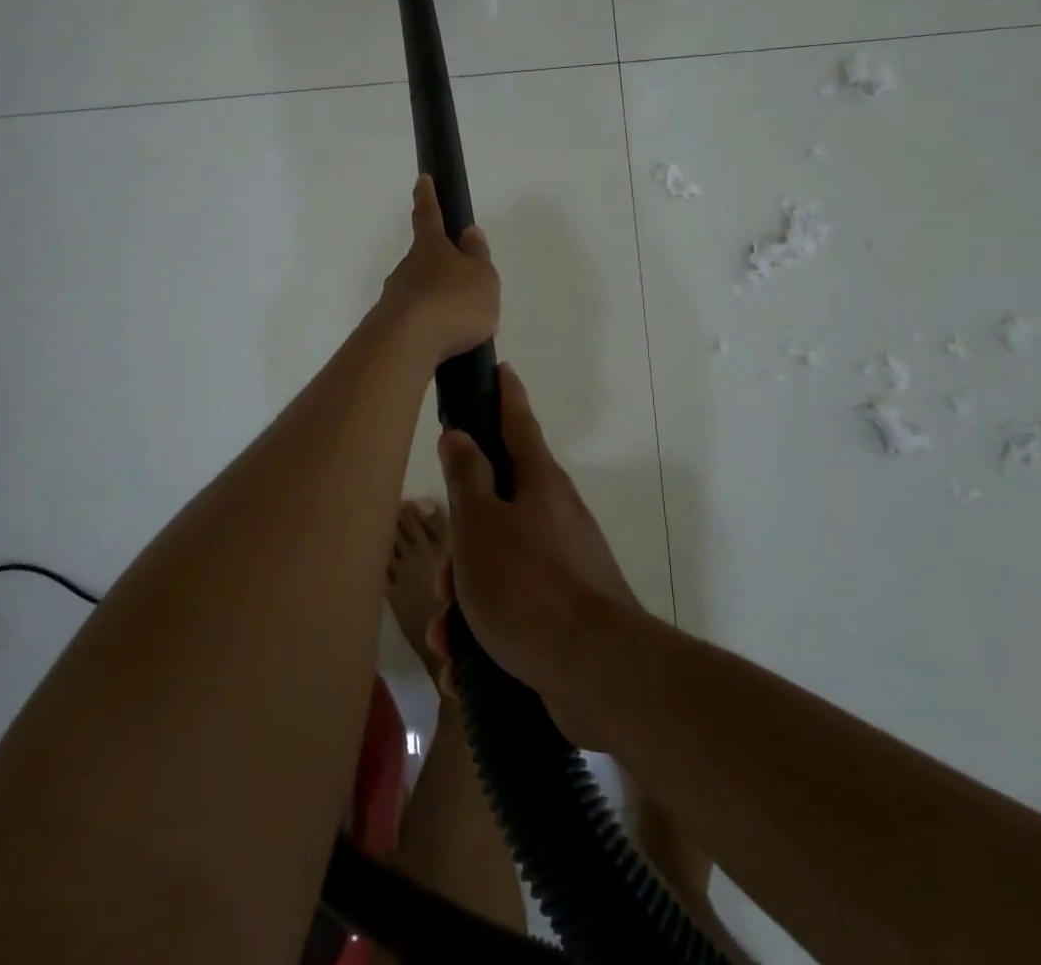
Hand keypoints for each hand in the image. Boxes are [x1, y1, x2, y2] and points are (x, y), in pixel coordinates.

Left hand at [377, 175, 499, 367]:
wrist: (407, 344)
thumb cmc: (453, 302)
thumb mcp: (482, 277)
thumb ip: (478, 256)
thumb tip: (468, 233)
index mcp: (431, 247)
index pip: (429, 214)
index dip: (428, 196)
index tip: (422, 178)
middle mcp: (407, 267)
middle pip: (423, 259)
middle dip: (440, 267)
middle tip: (462, 285)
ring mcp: (395, 296)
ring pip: (419, 291)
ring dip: (436, 301)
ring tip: (460, 324)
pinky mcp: (389, 326)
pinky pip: (416, 320)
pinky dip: (430, 326)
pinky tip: (444, 343)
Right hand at [430, 364, 639, 750]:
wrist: (598, 673)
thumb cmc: (527, 584)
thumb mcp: (481, 525)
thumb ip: (466, 477)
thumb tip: (460, 434)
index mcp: (538, 483)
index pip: (518, 422)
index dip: (505, 394)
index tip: (499, 368)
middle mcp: (555, 515)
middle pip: (496, 508)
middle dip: (461, 544)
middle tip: (442, 578)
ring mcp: (564, 564)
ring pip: (498, 565)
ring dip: (466, 599)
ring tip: (448, 637)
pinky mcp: (566, 612)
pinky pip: (514, 610)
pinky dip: (486, 633)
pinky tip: (465, 668)